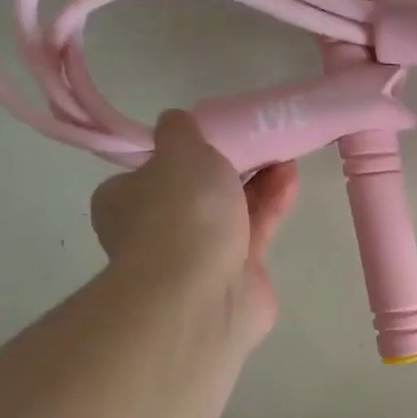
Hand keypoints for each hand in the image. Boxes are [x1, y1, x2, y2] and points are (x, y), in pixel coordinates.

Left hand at [91, 110, 299, 348]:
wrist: (203, 294)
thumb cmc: (181, 215)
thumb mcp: (179, 151)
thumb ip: (180, 131)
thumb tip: (177, 123)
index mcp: (126, 201)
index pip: (152, 172)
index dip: (183, 153)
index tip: (214, 136)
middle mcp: (159, 230)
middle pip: (198, 192)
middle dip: (231, 167)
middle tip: (258, 142)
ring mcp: (200, 257)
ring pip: (231, 211)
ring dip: (258, 182)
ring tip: (286, 155)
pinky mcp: (239, 274)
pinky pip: (256, 231)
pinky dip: (272, 204)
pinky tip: (290, 180)